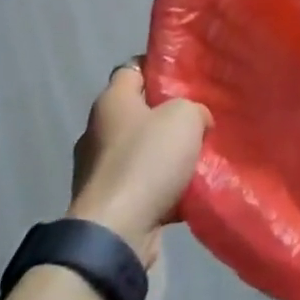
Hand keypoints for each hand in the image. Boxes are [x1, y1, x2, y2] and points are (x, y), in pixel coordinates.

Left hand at [68, 61, 209, 264]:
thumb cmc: (147, 161)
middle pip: (139, 112)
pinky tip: (189, 190)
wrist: (116, 232)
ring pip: (142, 150)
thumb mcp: (185, 117)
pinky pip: (142, 184)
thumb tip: (196, 121)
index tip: (187, 76)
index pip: (133, 68)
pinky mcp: (108, 202)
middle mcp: (98, 131)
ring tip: (200, 156)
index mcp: (111, 102)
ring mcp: (99, 170)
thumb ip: (194, 109)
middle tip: (200, 117)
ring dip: (166, 154)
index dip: (159, 67)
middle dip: (168, 115)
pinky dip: (162, 186)